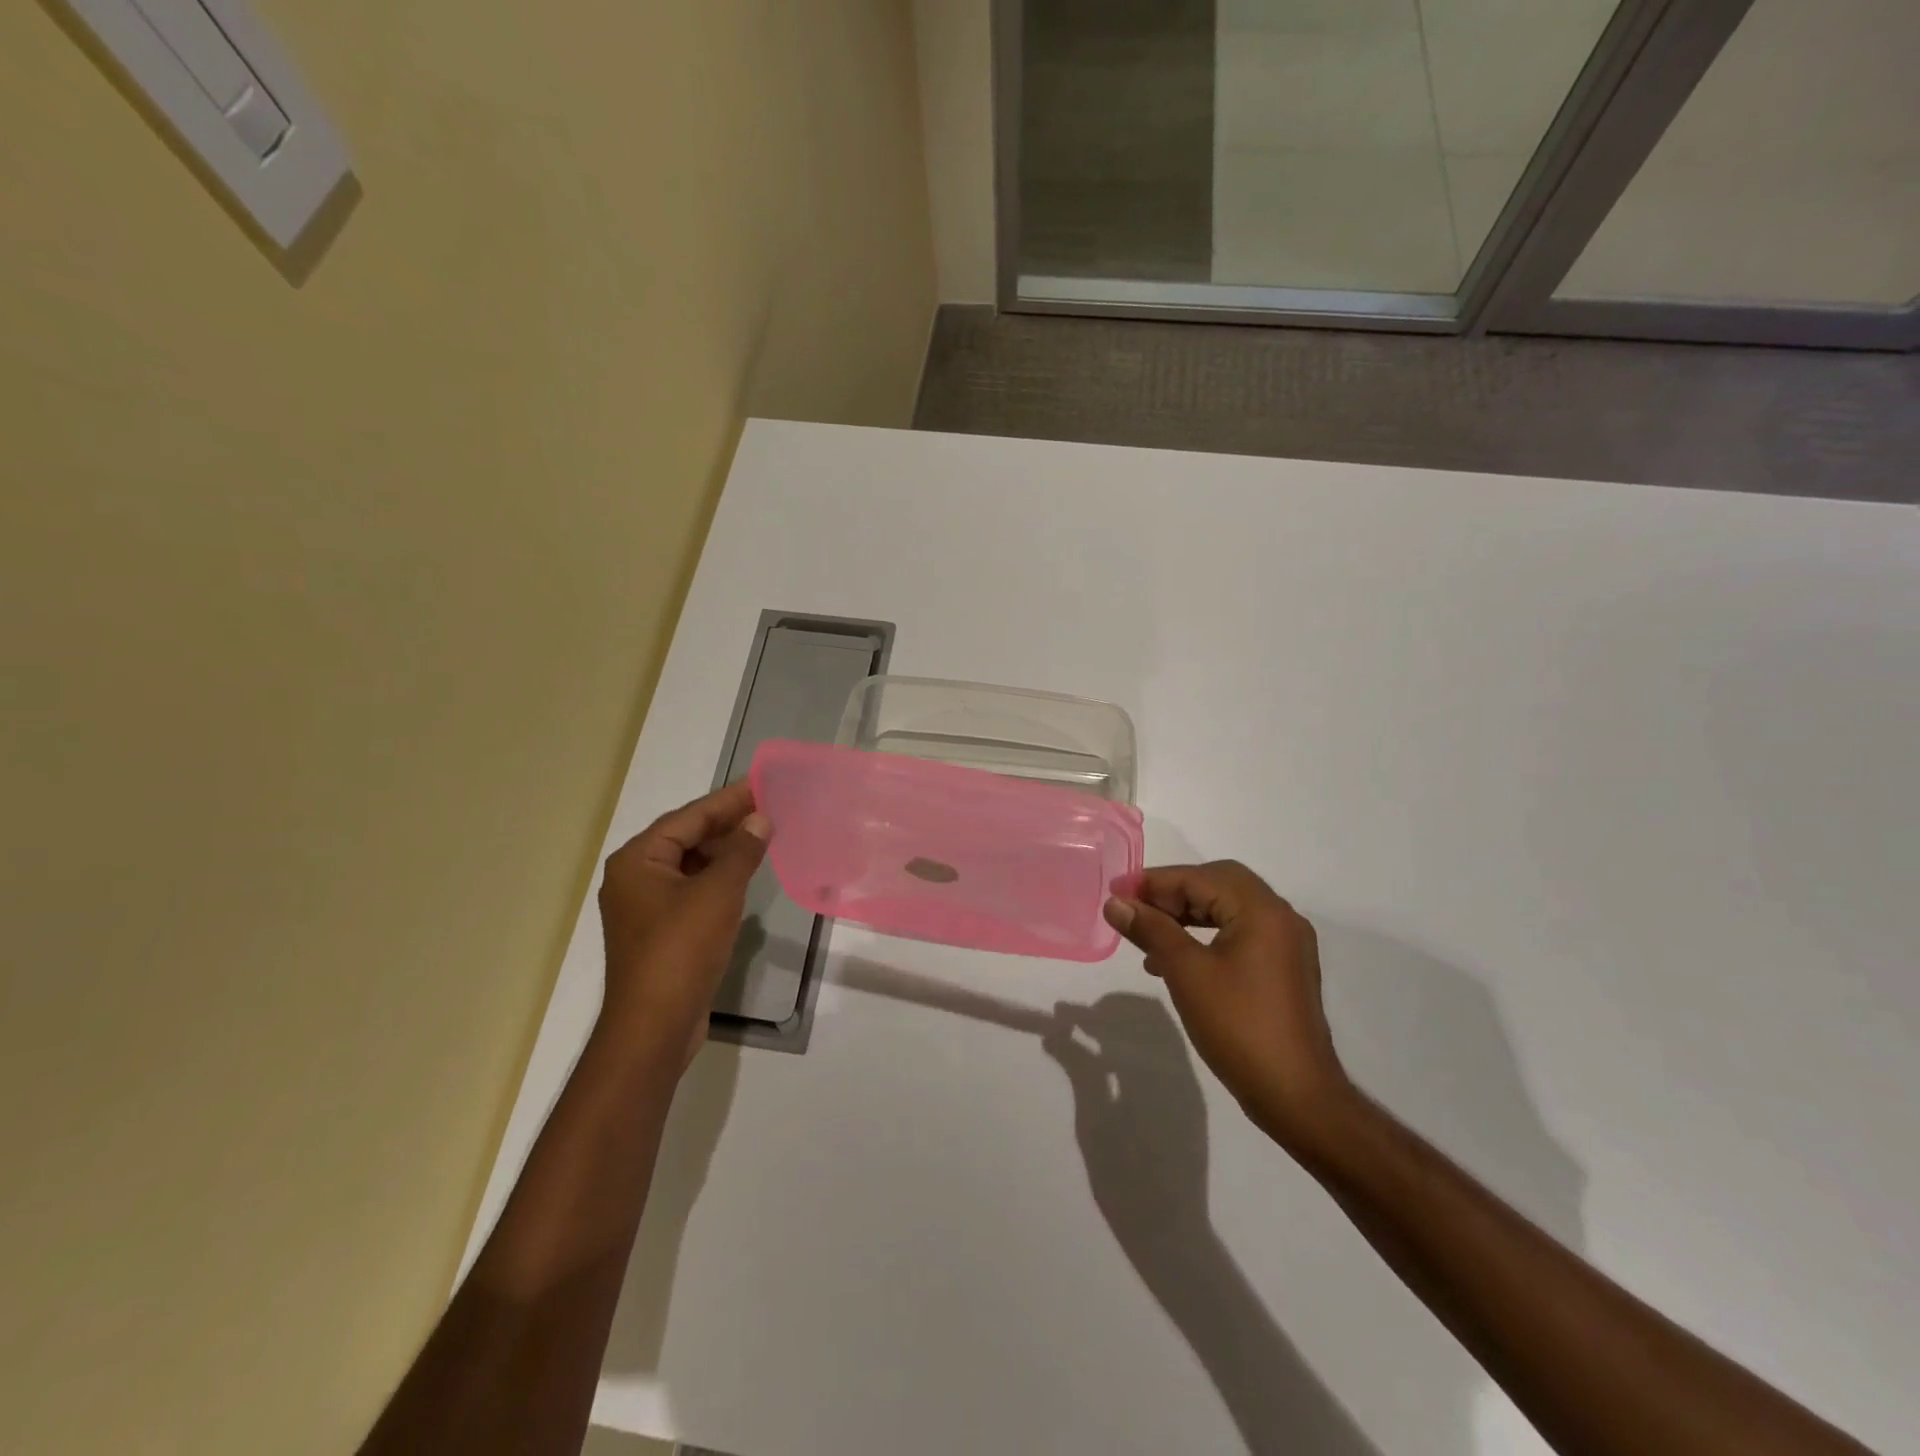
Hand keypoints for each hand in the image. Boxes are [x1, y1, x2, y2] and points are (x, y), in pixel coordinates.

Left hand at [597, 780, 768, 1074]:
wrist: (654, 1026)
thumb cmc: (682, 949)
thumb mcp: (718, 892)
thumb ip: (741, 850)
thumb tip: (760, 819)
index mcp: (638, 860)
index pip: (689, 818)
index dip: (727, 801)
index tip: (761, 785)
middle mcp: (634, 878)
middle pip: (686, 838)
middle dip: (727, 825)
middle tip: (768, 809)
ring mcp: (645, 908)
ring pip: (690, 866)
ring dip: (724, 853)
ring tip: (762, 838)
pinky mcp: (659, 932)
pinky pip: (691, 891)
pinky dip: (717, 880)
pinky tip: (744, 877)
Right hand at [1041, 994, 1212, 1250]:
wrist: (1172, 1234)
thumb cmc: (1125, 1182)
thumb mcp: (1093, 1125)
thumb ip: (1080, 1071)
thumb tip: (1056, 1032)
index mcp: (1155, 1075)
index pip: (1124, 1020)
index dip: (1089, 1012)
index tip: (1060, 1014)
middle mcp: (1179, 1071)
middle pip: (1149, 1014)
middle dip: (1111, 1010)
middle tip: (1077, 1021)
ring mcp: (1189, 1085)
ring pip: (1160, 1030)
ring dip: (1126, 1024)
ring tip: (1091, 1038)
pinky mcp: (1190, 1100)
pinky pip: (1166, 1053)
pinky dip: (1139, 1044)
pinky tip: (1114, 1063)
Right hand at [1105, 863, 1354, 1151]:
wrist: (1296, 1096)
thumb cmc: (1238, 1027)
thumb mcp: (1185, 973)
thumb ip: (1150, 930)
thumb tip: (1115, 903)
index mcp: (1261, 910)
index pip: (1199, 878)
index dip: (1153, 882)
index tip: (1115, 893)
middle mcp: (1280, 917)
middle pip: (1217, 884)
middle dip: (1171, 893)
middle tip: (1134, 908)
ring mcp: (1286, 944)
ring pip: (1227, 909)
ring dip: (1186, 915)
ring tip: (1147, 935)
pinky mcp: (1283, 969)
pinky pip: (1238, 934)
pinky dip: (1204, 935)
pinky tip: (1175, 961)